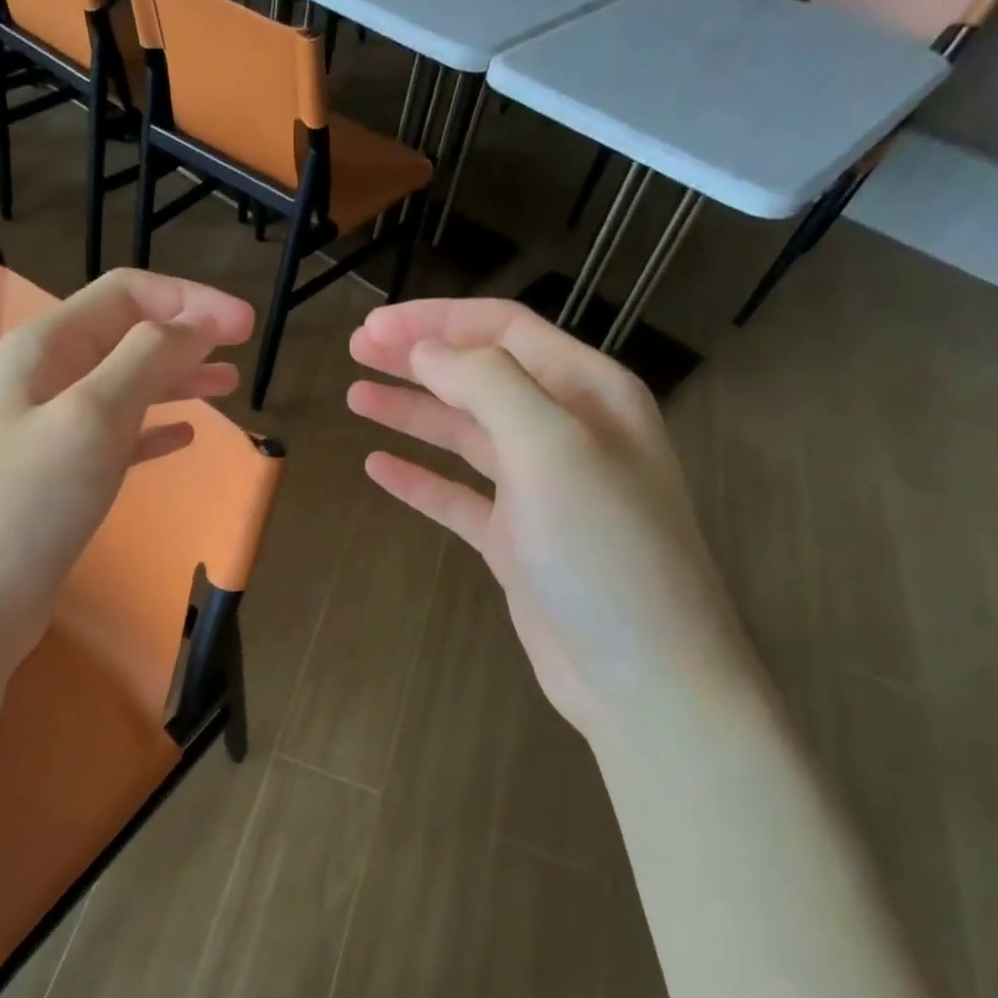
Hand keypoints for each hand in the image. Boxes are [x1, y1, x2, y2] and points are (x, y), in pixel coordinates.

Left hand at [0, 268, 253, 674]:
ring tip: (226, 387)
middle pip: (126, 335)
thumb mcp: (93, 418)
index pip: (127, 295)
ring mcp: (48, 429)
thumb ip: (147, 360)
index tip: (247, 326)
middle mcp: (44, 377)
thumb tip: (200, 321)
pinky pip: (116, 436)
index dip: (191, 300)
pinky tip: (183, 437)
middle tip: (242, 351)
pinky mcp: (58, 477)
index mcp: (46, 347)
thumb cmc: (29, 506)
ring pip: (125, 385)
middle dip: (187, 335)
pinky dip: (153, 429)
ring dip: (176, 378)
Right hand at [347, 298, 753, 737]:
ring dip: (411, 412)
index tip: (371, 327)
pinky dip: (419, 480)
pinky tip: (379, 468)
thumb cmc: (605, 553)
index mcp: (589, 394)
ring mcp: (539, 490)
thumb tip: (427, 351)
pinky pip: (458, 496)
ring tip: (355, 396)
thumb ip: (489, 387)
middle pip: (479, 377)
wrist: (642, 675)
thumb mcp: (552, 451)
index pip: (504, 332)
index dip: (435, 322)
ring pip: (464, 434)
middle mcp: (565, 433)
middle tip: (355, 349)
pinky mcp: (516, 540)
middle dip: (417, 358)